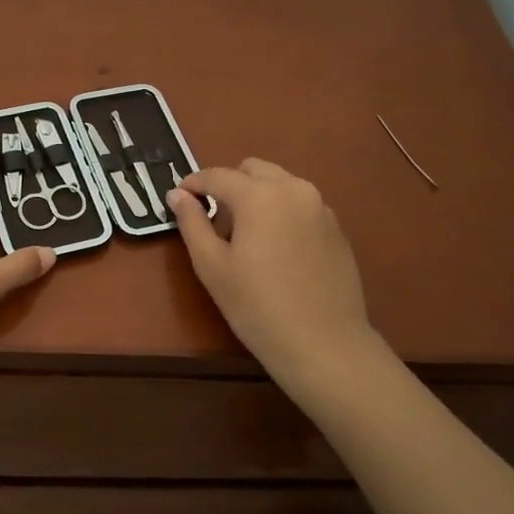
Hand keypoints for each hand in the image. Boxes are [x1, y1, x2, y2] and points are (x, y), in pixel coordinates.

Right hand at [168, 159, 377, 379]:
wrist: (323, 343)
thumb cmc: (257, 306)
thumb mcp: (212, 266)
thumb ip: (192, 223)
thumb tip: (177, 195)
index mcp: (260, 195)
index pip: (217, 175)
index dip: (193, 184)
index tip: (178, 198)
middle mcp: (294, 190)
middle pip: (253, 170)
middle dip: (230, 185)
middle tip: (216, 220)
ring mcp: (321, 207)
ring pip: (281, 184)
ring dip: (258, 196)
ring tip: (247, 236)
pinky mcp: (336, 228)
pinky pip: (301, 206)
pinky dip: (282, 213)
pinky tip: (277, 251)